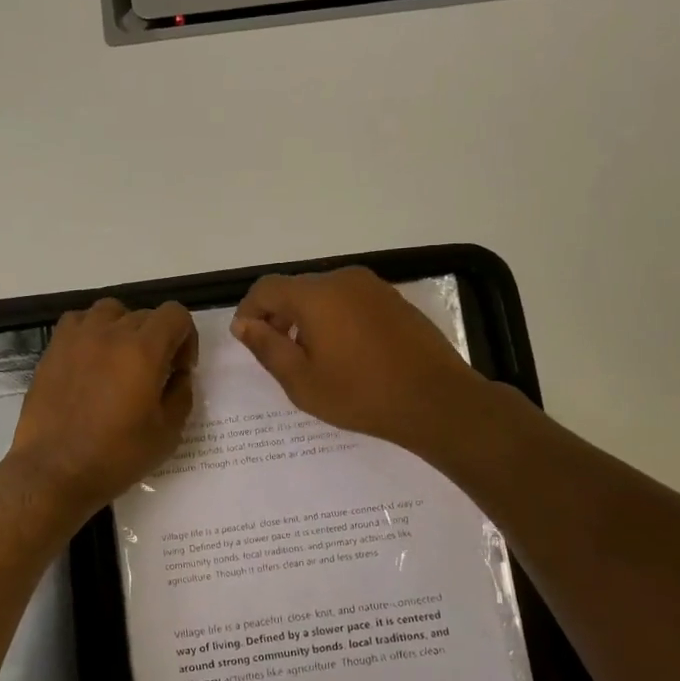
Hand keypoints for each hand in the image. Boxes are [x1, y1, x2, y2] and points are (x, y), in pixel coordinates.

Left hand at [9, 298, 197, 512]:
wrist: (54, 471)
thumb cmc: (116, 457)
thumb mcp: (167, 433)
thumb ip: (181, 395)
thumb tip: (179, 375)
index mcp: (143, 350)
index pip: (175, 315)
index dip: (186, 338)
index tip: (179, 369)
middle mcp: (110, 333)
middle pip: (145, 315)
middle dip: (158, 339)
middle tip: (154, 375)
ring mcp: (77, 338)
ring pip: (110, 311)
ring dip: (123, 329)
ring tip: (120, 361)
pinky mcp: (53, 350)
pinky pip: (78, 322)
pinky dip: (91, 332)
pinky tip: (91, 361)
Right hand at [231, 267, 483, 455]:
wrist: (436, 401)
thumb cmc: (360, 394)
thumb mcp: (301, 380)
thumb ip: (267, 347)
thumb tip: (244, 324)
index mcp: (316, 295)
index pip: (266, 288)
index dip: (249, 310)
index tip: (247, 339)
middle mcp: (343, 279)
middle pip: (296, 289)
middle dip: (278, 316)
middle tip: (278, 354)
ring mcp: (373, 287)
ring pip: (324, 294)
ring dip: (307, 318)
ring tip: (312, 357)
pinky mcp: (394, 300)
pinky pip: (350, 301)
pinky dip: (335, 318)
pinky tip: (345, 353)